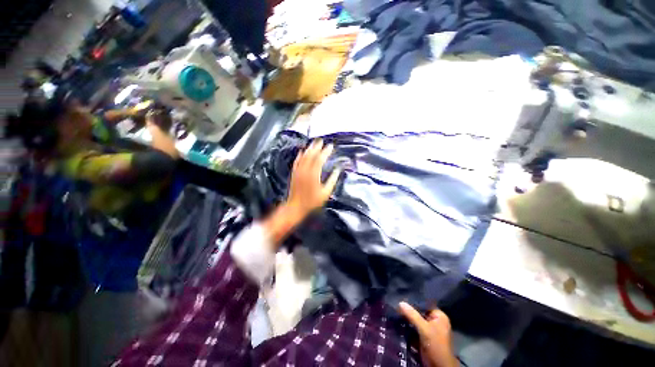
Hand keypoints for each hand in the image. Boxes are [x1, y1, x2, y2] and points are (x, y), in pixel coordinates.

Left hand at [286, 139, 340, 220]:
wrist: (296, 207)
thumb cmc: (312, 201)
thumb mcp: (325, 193)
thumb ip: (332, 180)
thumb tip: (338, 170)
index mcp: (314, 174)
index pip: (320, 159)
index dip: (326, 151)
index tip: (331, 146)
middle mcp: (305, 170)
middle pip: (311, 155)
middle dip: (317, 146)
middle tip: (322, 140)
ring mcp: (298, 171)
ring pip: (303, 156)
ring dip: (309, 148)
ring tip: (314, 143)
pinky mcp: (294, 173)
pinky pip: (296, 161)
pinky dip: (300, 155)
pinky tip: (302, 151)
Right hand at [399, 302, 456, 366]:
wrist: (438, 366)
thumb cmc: (436, 345)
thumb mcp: (425, 329)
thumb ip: (413, 315)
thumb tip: (400, 302)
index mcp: (440, 316)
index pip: (425, 304)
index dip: (414, 301)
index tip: (402, 297)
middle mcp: (435, 320)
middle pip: (420, 311)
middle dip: (409, 309)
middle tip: (397, 304)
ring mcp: (430, 328)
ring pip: (416, 319)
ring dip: (408, 317)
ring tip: (396, 310)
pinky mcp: (424, 336)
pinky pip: (415, 326)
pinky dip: (408, 324)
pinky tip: (399, 319)